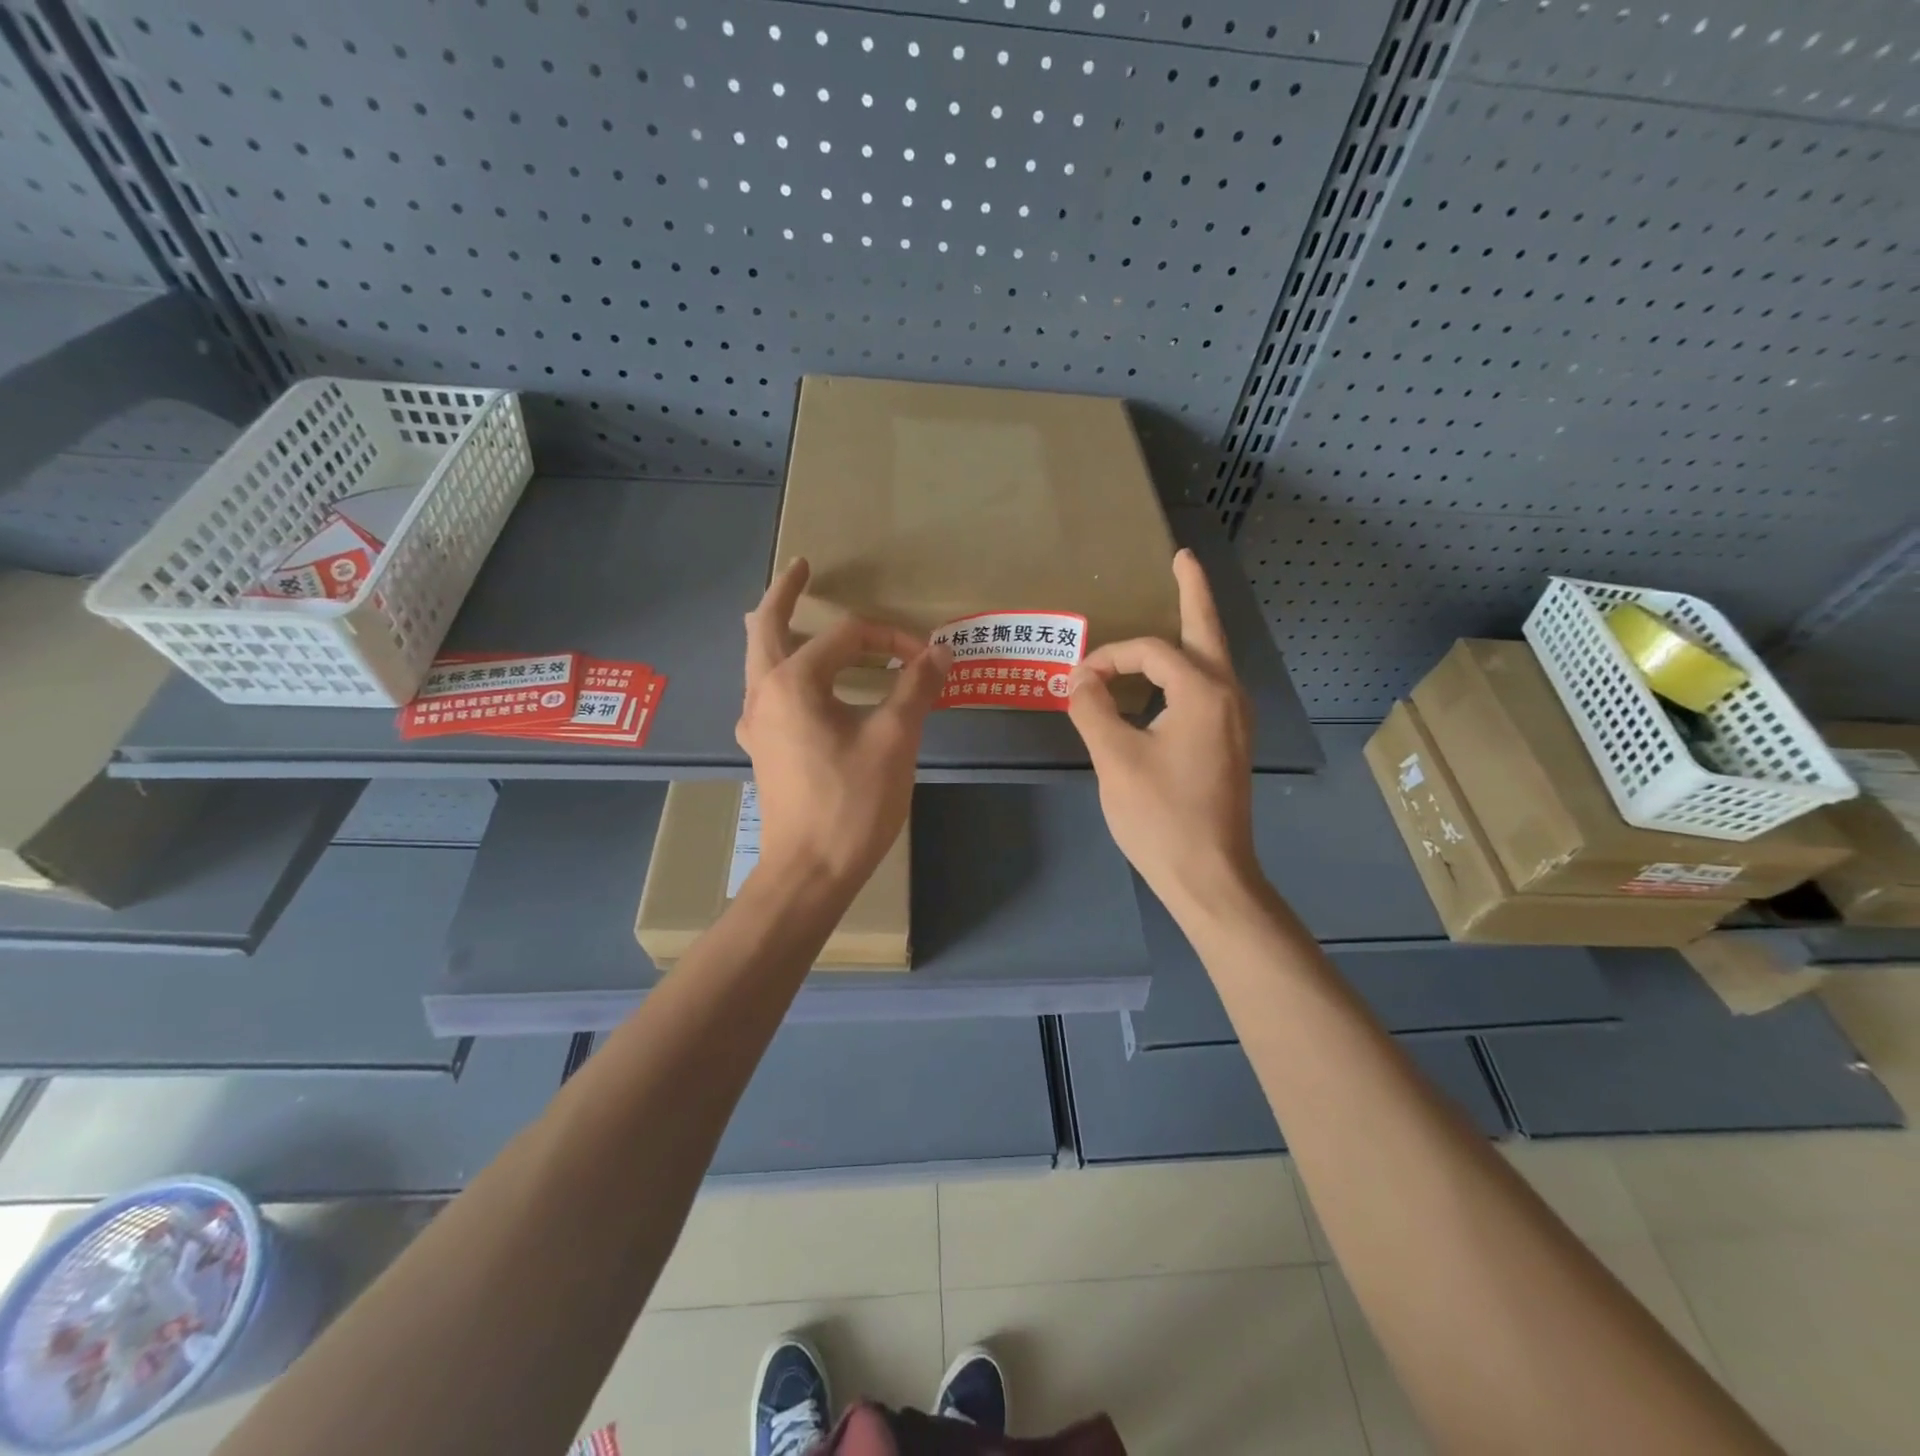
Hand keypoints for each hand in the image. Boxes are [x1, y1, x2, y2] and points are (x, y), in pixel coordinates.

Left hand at [737, 559, 951, 889]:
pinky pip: (765, 692)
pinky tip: (795, 683)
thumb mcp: (894, 739)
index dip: (891, 639)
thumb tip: (940, 651)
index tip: (926, 661)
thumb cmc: (852, 803)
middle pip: (767, 627)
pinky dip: (779, 670)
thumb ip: (915, 687)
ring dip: (774, 629)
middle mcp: (764, 693)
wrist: (810, 871)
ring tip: (785, 610)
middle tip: (802, 567)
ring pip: (759, 659)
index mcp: (793, 682)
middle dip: (786, 593)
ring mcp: (757, 723)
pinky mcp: (763, 749)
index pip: (847, 636)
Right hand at [1067, 548, 1258, 917]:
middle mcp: (1229, 696)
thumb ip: (1092, 709)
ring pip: (1212, 660)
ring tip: (1178, 602)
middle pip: (1207, 631)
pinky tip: (1169, 676)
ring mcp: (1235, 720)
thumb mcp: (1115, 759)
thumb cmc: (1161, 817)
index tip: (1077, 679)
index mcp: (1204, 692)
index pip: (1151, 651)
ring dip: (1191, 632)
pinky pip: (1210, 687)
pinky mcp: (1230, 741)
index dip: (1110, 656)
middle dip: (1193, 592)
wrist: (1210, 876)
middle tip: (1182, 558)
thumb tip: (1079, 678)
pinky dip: (1188, 668)